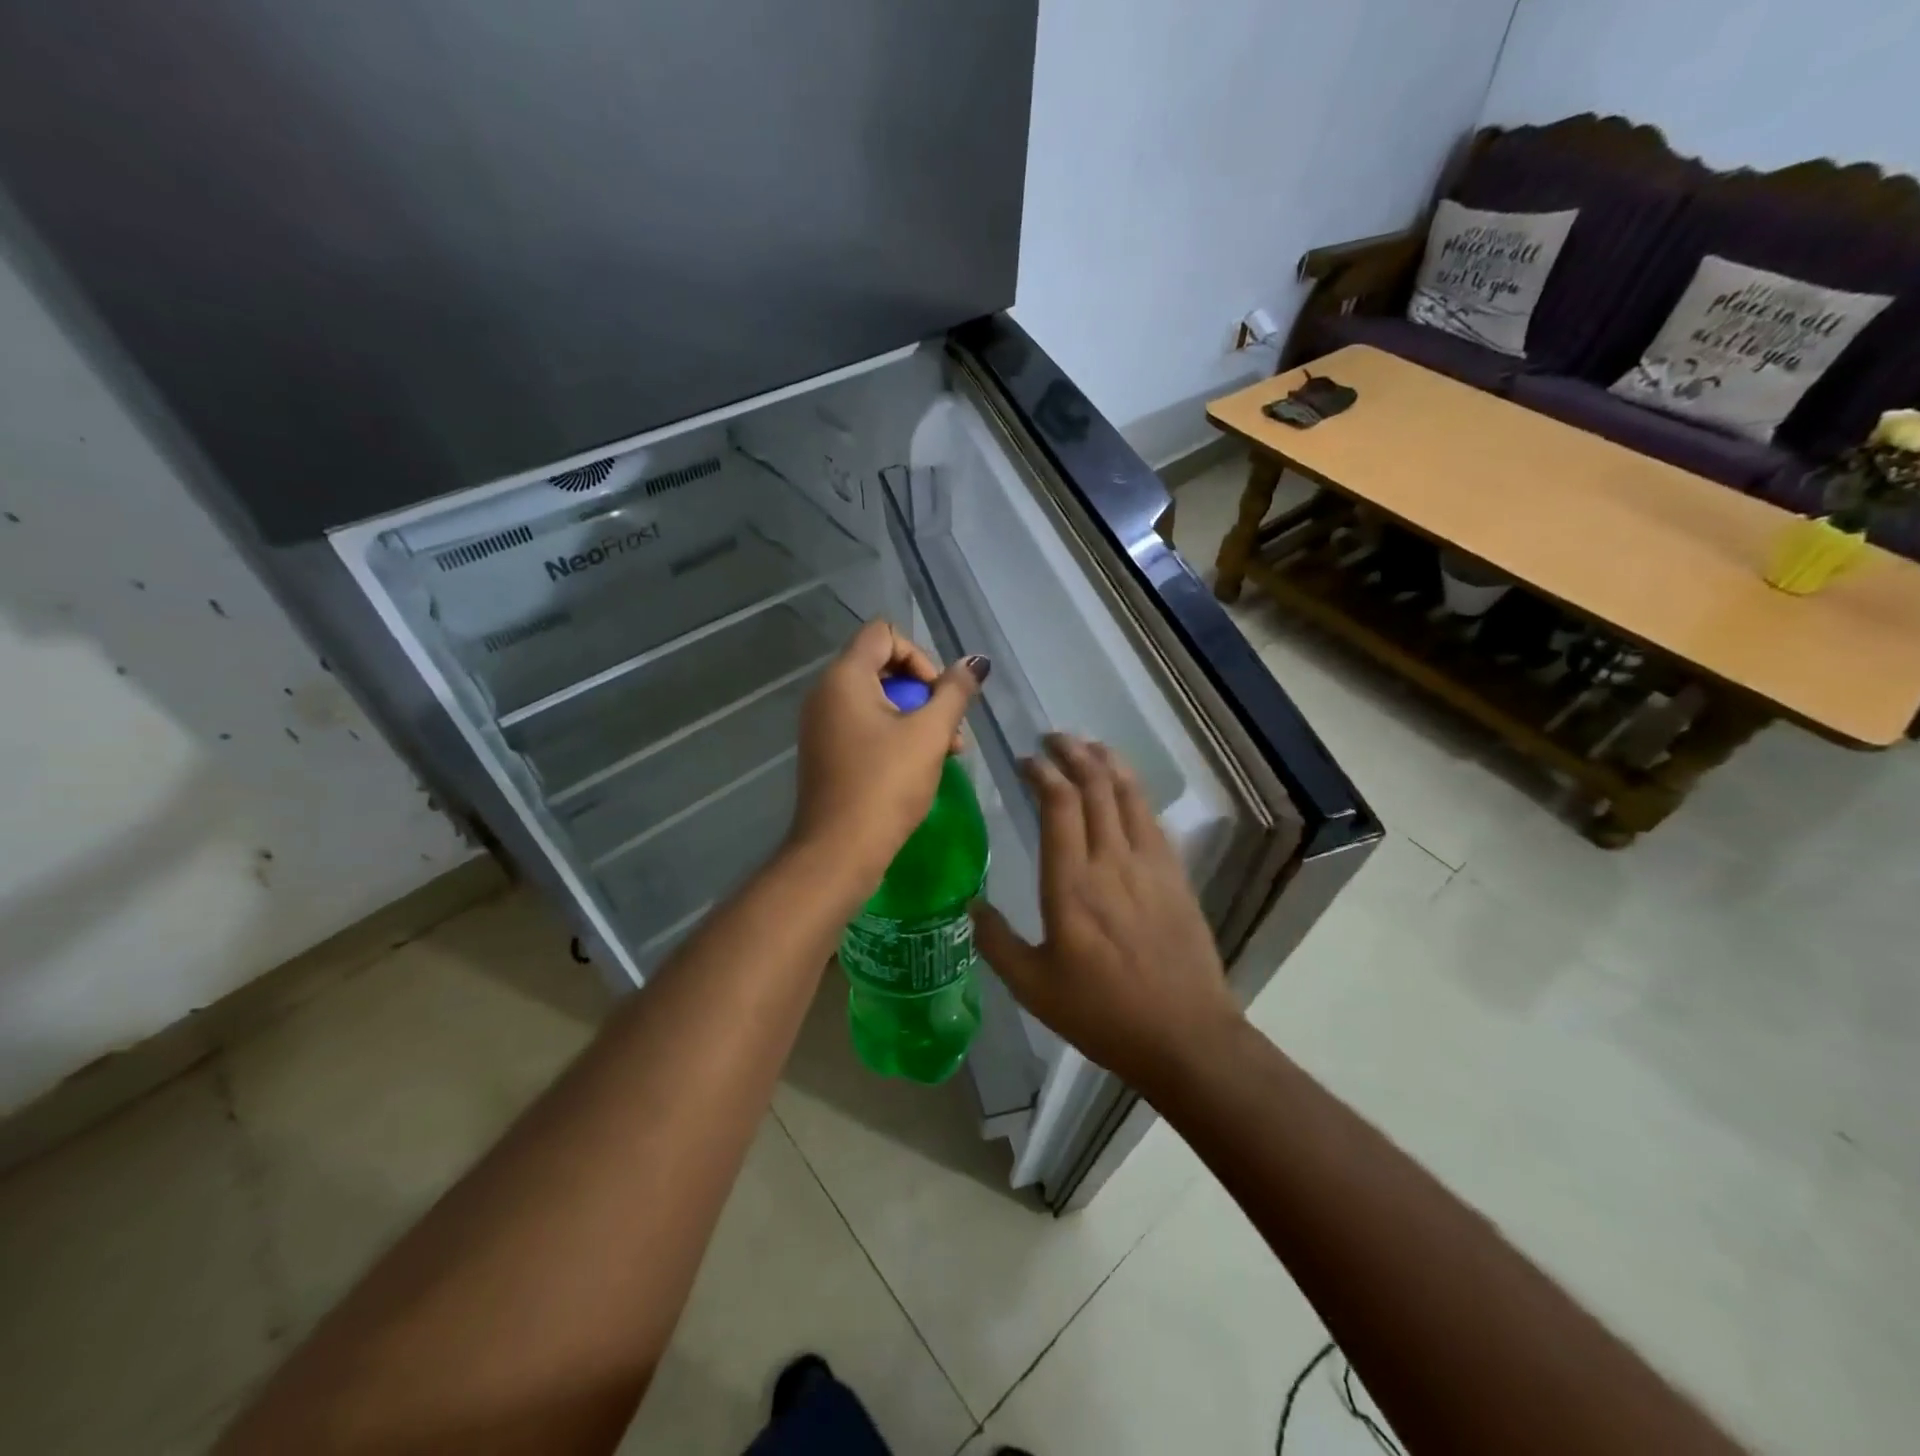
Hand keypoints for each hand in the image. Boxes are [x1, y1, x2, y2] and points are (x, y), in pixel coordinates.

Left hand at [788, 619, 988, 895]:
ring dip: (916, 717)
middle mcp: (826, 693)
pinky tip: (921, 765)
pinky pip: (865, 725)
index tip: (937, 695)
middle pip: (883, 666)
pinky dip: (895, 735)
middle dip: (925, 692)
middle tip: (950, 729)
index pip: (884, 634)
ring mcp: (822, 724)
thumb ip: (954, 692)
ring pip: (878, 700)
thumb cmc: (885, 786)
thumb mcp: (929, 734)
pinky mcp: (827, 751)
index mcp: (844, 677)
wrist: (838, 852)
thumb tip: (976, 662)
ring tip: (948, 752)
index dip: (920, 656)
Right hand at [971, 734, 1241, 1095]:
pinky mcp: (1175, 875)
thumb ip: (996, 943)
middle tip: (1053, 739)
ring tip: (1088, 746)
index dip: (1043, 773)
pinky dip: (1134, 791)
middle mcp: (1111, 862)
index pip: (1059, 805)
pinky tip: (1125, 788)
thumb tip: (970, 906)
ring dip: (1107, 762)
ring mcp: (1149, 865)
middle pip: (1096, 787)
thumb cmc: (1102, 1013)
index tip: (1026, 760)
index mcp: (1071, 885)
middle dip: (1073, 754)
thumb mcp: (1034, 987)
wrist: (1185, 1036)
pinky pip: (1152, 818)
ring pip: (1128, 794)